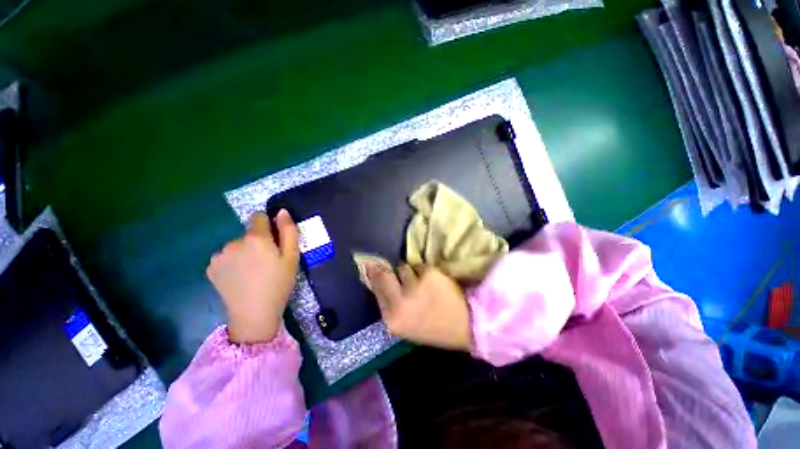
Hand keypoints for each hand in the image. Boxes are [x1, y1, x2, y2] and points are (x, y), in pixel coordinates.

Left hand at [207, 210, 299, 343]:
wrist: (254, 314)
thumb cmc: (279, 283)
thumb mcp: (292, 257)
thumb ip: (288, 231)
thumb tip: (282, 212)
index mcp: (256, 238)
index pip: (259, 216)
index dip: (268, 226)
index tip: (274, 242)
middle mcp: (234, 242)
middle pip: (248, 234)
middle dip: (257, 242)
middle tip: (267, 262)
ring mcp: (219, 255)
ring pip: (236, 246)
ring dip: (244, 253)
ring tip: (253, 272)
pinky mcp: (211, 268)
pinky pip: (226, 257)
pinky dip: (233, 263)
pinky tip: (240, 278)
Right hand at [366, 263, 471, 351]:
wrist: (466, 325)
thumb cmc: (433, 327)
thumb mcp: (405, 324)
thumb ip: (389, 303)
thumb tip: (375, 276)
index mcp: (393, 319)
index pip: (376, 288)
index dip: (373, 274)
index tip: (369, 264)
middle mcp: (401, 302)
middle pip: (384, 275)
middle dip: (385, 269)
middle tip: (384, 265)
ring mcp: (416, 287)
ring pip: (403, 268)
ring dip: (409, 272)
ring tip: (421, 284)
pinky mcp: (430, 274)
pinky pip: (420, 266)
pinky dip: (424, 271)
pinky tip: (434, 281)